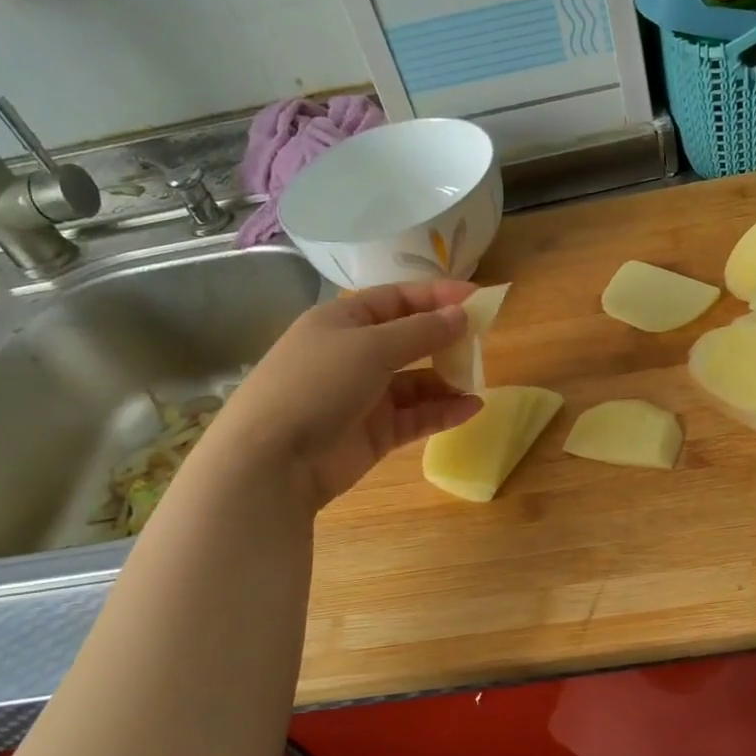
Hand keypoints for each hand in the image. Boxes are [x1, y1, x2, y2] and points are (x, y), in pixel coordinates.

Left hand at [213, 280, 482, 507]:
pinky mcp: (376, 432)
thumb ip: (421, 331)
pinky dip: (443, 411)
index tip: (477, 299)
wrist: (273, 460)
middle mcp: (354, 354)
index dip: (436, 296)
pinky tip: (472, 407)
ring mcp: (365, 395)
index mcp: (343, 321)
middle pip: (410, 339)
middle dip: (445, 338)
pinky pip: (417, 416)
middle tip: (483, 339)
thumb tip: (461, 315)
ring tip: (478, 379)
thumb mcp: (371, 347)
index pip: (397, 299)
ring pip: (417, 381)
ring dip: (448, 378)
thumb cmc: (318, 384)